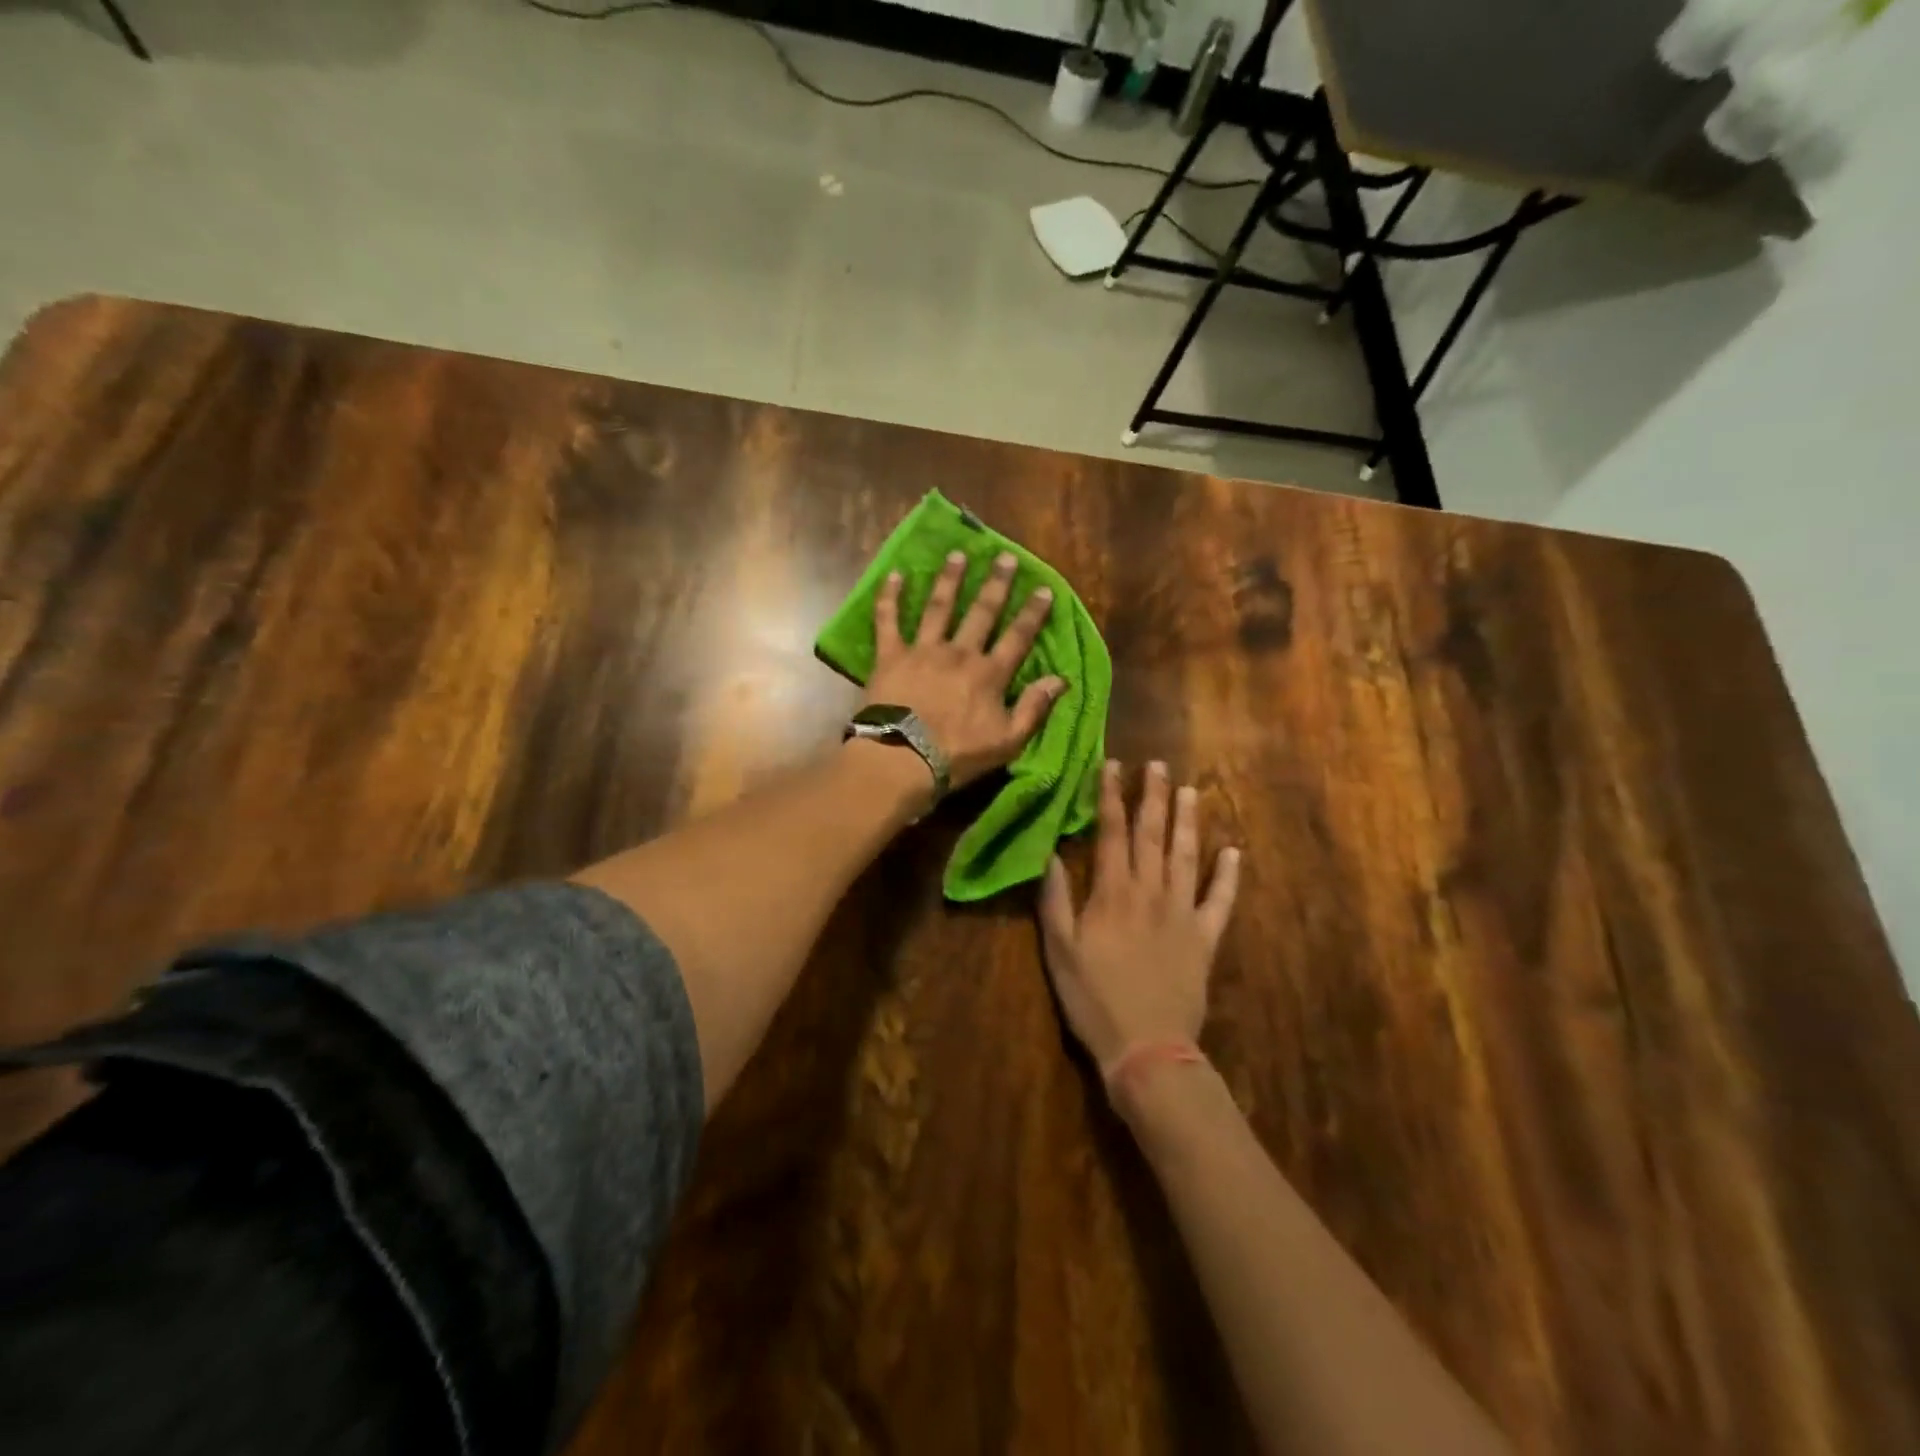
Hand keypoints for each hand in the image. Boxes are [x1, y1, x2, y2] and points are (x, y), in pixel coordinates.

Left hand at [864, 549, 1065, 790]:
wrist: (902, 758)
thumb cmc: (957, 755)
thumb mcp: (1007, 741)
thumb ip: (1034, 708)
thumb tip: (1061, 679)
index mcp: (989, 674)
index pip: (1017, 637)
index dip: (1032, 612)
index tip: (1043, 588)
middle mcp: (959, 652)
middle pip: (982, 612)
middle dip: (995, 583)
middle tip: (1004, 557)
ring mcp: (923, 650)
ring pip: (939, 607)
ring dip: (950, 579)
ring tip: (957, 555)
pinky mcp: (890, 655)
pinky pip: (888, 620)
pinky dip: (890, 597)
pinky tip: (894, 574)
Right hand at [1039, 760, 1240, 1073]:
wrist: (1147, 1047)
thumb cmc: (1094, 999)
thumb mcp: (1059, 950)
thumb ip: (1055, 900)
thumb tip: (1051, 854)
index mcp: (1113, 893)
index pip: (1112, 832)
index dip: (1111, 796)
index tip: (1113, 765)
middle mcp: (1151, 892)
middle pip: (1152, 835)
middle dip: (1153, 796)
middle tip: (1157, 765)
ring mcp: (1183, 913)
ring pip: (1186, 857)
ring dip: (1188, 822)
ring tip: (1190, 791)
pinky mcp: (1205, 938)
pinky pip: (1221, 901)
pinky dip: (1228, 876)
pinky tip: (1233, 852)